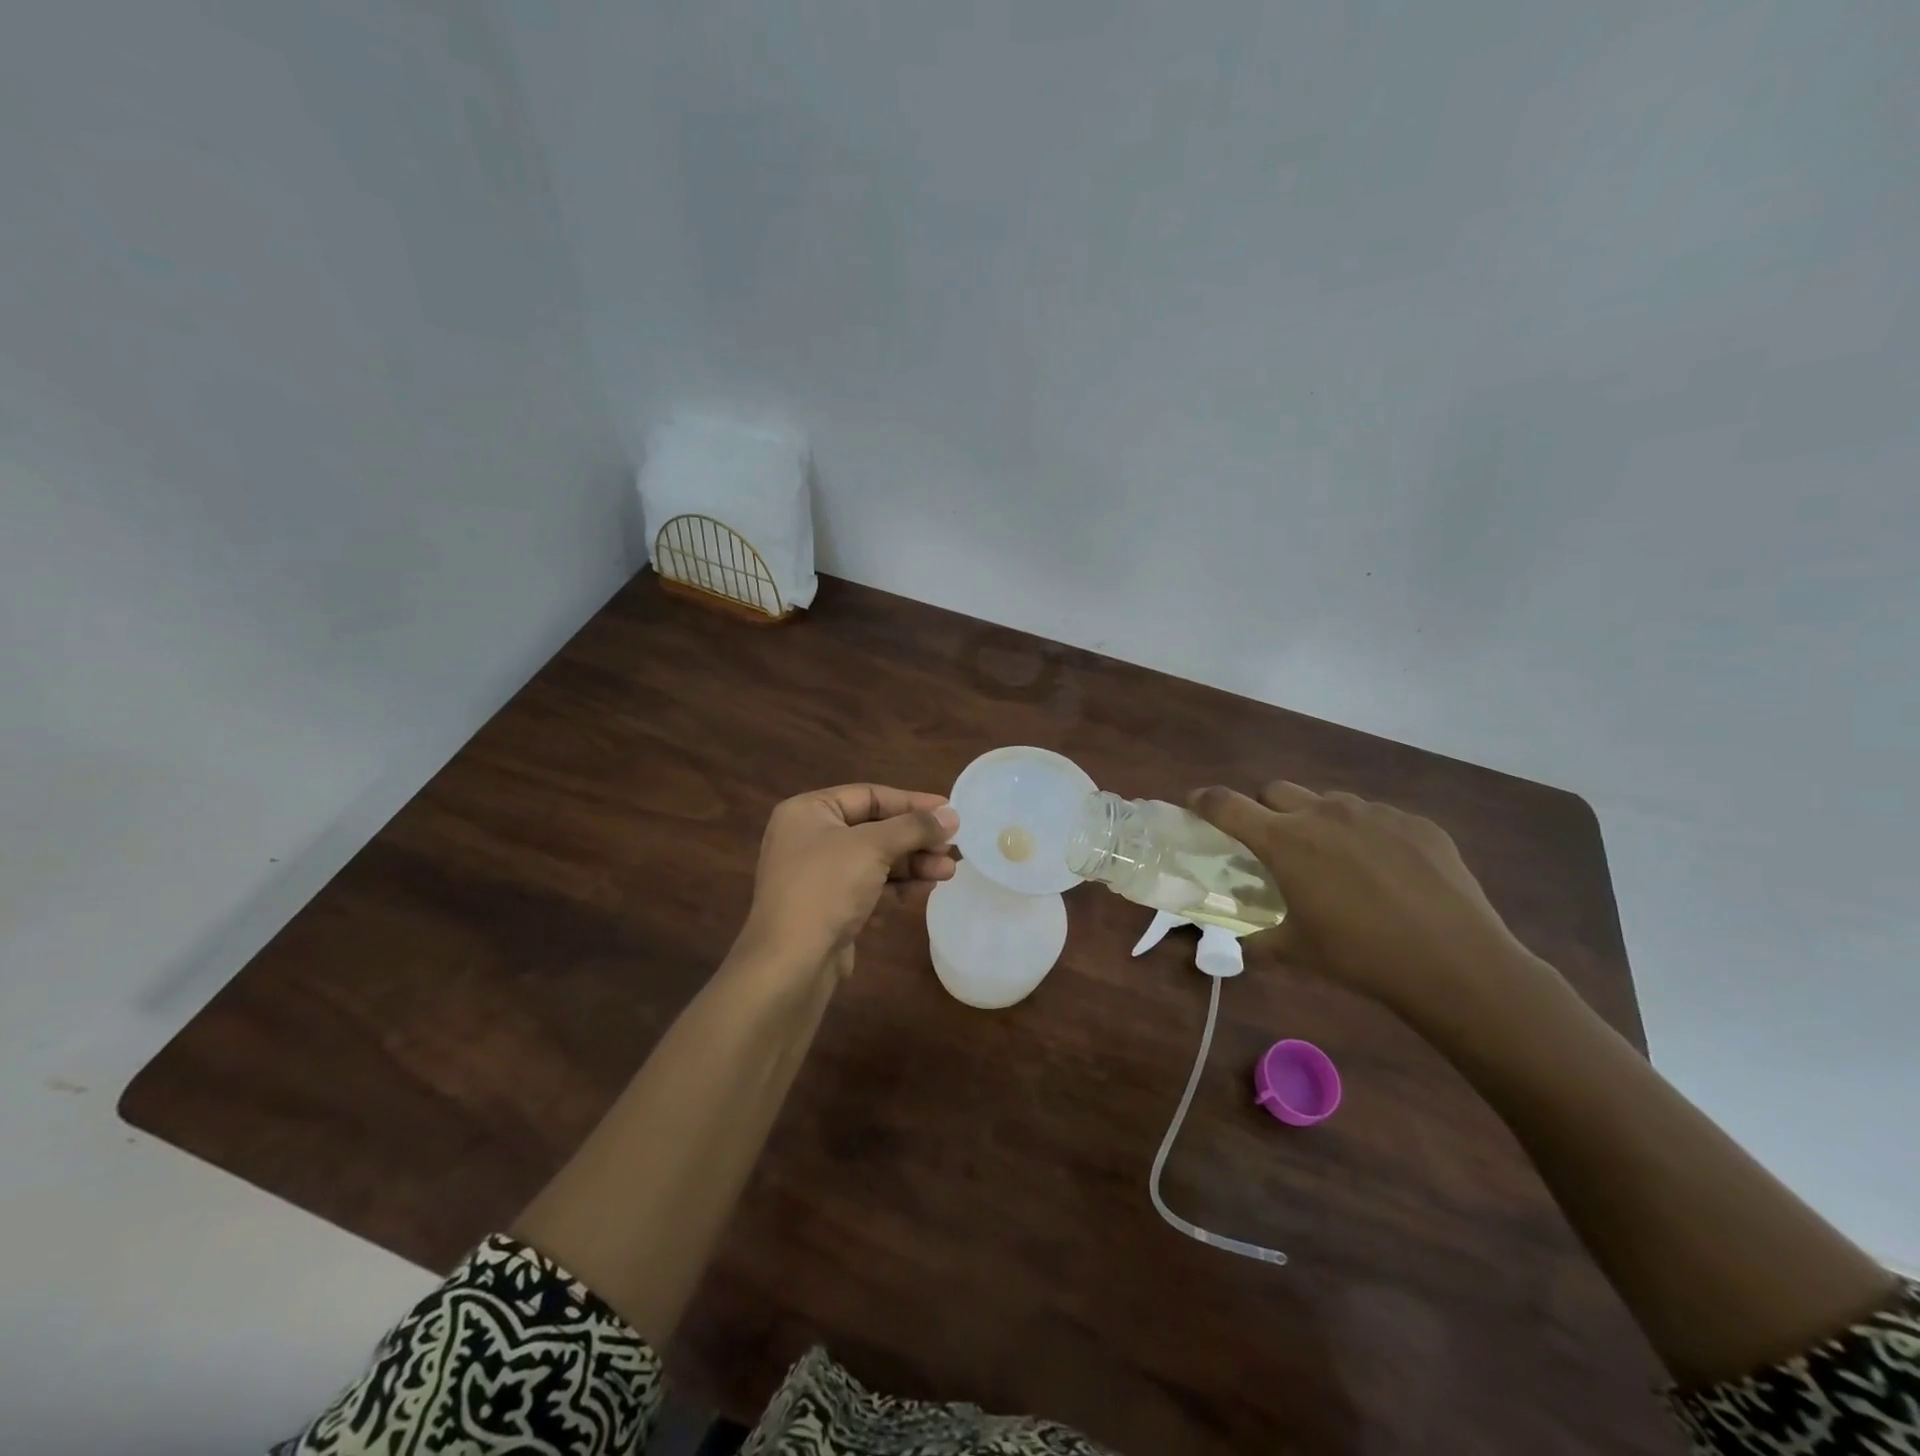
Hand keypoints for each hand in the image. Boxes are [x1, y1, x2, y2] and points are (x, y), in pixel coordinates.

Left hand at [737, 784, 958, 979]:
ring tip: (949, 871)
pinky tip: (927, 889)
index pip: (869, 796)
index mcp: (808, 812)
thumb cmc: (826, 888)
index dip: (911, 803)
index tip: (948, 811)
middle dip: (915, 839)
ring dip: (913, 864)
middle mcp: (809, 837)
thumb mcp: (872, 847)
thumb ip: (913, 827)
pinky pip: (869, 886)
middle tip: (952, 847)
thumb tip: (951, 816)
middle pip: (874, 828)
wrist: (790, 964)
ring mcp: (818, 875)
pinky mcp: (829, 907)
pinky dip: (897, 886)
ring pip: (875, 860)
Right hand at [1190, 781, 1535, 1016]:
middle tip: (1278, 846)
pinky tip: (1389, 874)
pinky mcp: (1416, 823)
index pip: (1226, 804)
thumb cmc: (1360, 956)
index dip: (1204, 801)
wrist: (1455, 963)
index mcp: (1284, 840)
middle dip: (1267, 810)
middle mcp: (1323, 813)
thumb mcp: (1296, 953)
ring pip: (1329, 802)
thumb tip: (1236, 948)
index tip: (1196, 805)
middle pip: (1276, 791)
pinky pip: (1378, 818)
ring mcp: (1373, 813)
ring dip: (1319, 822)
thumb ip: (1257, 943)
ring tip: (1339, 863)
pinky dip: (1369, 836)